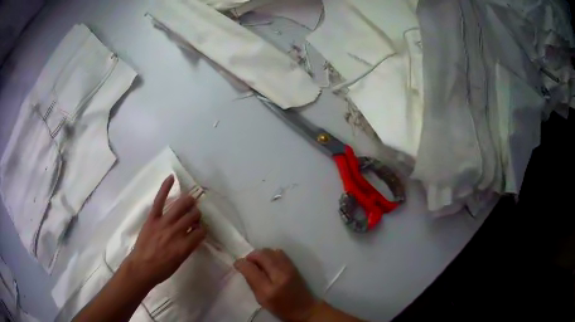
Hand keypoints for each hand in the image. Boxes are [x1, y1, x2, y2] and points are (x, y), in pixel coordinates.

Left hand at [123, 175, 206, 288]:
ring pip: (181, 206)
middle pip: (193, 216)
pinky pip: (160, 200)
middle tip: (194, 216)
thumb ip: (189, 246)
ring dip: (188, 202)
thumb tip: (194, 234)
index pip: (201, 232)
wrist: (141, 267)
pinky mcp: (152, 217)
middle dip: (197, 215)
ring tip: (190, 201)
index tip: (199, 230)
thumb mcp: (180, 261)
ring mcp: (164, 223)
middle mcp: (176, 232)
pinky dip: (165, 187)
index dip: (202, 230)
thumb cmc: (162, 269)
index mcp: (185, 246)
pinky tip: (171, 178)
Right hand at [234, 248, 319, 320]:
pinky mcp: (294, 265)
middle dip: (251, 256)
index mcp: (269, 289)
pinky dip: (270, 254)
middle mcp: (280, 275)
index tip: (237, 264)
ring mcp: (289, 268)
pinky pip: (279, 252)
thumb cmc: (281, 308)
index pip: (251, 269)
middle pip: (262, 255)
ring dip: (261, 254)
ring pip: (270, 251)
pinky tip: (268, 263)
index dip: (241, 263)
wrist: (305, 308)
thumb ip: (252, 283)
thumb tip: (243, 267)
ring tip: (258, 263)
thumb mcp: (261, 300)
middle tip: (247, 263)